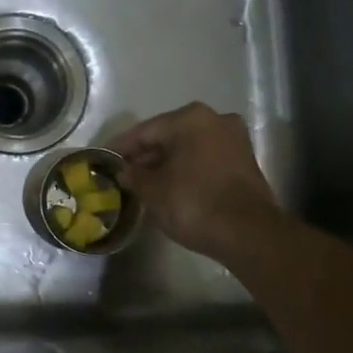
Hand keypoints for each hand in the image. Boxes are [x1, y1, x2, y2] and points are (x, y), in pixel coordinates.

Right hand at [110, 103, 284, 264]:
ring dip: (166, 162)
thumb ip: (134, 176)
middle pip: (169, 136)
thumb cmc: (193, 203)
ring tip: (144, 181)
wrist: (248, 233)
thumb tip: (125, 171)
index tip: (103, 158)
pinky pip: (205, 159)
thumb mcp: (153, 191)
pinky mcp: (245, 161)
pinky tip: (171, 185)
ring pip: (188, 147)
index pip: (145, 131)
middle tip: (123, 172)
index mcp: (190, 119)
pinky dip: (186, 169)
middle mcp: (215, 119)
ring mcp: (234, 139)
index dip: (121, 147)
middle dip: (146, 154)